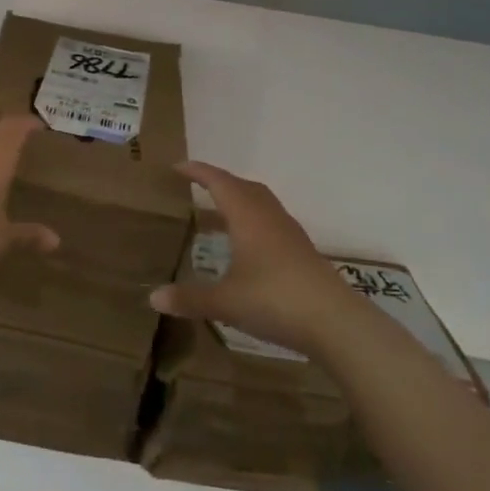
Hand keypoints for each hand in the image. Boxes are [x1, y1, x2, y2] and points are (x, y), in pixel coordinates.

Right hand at [150, 162, 342, 355]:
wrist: (336, 323)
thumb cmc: (275, 300)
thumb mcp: (225, 302)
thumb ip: (189, 298)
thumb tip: (153, 297)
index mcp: (247, 216)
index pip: (219, 182)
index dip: (198, 171)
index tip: (178, 167)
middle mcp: (269, 217)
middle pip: (243, 187)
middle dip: (219, 182)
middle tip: (197, 186)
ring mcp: (290, 234)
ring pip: (261, 203)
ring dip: (239, 201)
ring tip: (219, 213)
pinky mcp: (302, 252)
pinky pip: (271, 222)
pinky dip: (253, 222)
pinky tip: (246, 246)